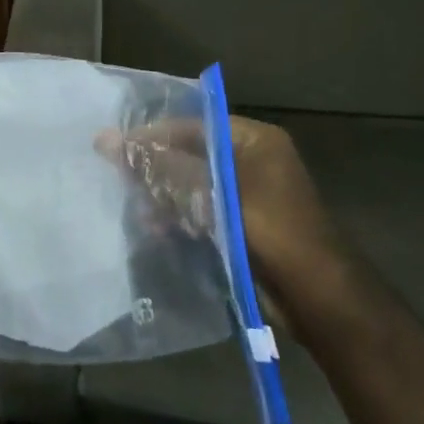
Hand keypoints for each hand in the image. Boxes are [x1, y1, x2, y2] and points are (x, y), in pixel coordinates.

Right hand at [102, 114, 341, 298]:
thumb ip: (161, 166)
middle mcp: (249, 160)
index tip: (113, 149)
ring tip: (141, 213)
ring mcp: (245, 194)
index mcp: (253, 140)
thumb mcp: (212, 192)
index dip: (151, 136)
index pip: (191, 125)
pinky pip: (199, 210)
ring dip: (163, 197)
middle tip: (123, 182)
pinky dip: (178, 217)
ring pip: (190, 184)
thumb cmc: (269, 230)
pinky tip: (157, 230)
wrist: (318, 298)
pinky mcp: (239, 224)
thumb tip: (105, 139)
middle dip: (156, 170)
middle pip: (188, 154)